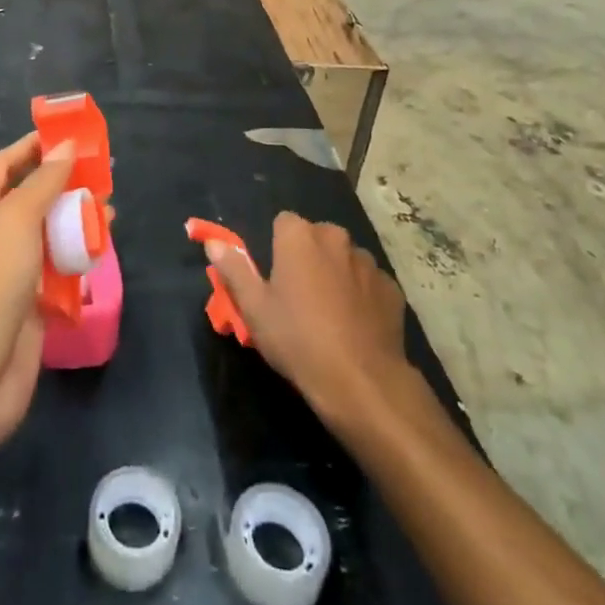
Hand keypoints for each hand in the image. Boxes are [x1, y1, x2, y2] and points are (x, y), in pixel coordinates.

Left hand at [0, 132, 73, 456]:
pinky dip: (79, 262)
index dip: (33, 147)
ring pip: (48, 238)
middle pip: (30, 200)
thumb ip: (43, 182)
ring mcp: (9, 278)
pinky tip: (103, 253)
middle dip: (64, 184)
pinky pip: (59, 276)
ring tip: (111, 210)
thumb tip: (66, 146)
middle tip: (104, 173)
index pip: (4, 166)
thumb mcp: (13, 222)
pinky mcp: (31, 312)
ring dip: (76, 222)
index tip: (71, 134)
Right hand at [207, 212, 411, 428]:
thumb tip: (212, 241)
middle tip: (299, 298)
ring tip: (330, 315)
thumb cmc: (298, 340)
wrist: (362, 381)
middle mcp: (335, 237)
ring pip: (345, 259)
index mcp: (299, 236)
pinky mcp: (391, 287)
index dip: (277, 248)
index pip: (283, 223)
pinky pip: (369, 283)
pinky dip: (362, 296)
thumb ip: (234, 269)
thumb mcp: (254, 309)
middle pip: (316, 238)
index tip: (275, 278)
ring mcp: (368, 261)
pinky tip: (356, 327)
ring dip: (337, 275)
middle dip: (309, 258)